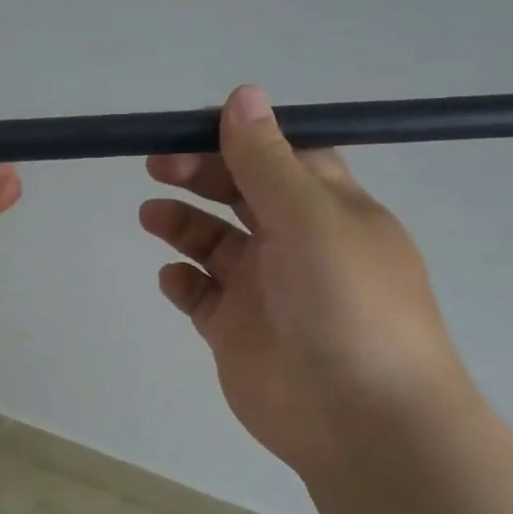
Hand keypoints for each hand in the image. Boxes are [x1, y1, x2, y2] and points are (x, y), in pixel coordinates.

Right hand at [140, 85, 465, 477]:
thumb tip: (243, 94)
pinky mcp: (236, 332)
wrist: (361, 419)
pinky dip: (183, 282)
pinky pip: (201, 296)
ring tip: (151, 215)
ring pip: (214, 243)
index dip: (238, 138)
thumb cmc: (347, 304)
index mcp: (327, 208)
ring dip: (182, 224)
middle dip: (200, 174)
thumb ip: (267, 161)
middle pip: (240, 194)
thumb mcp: (310, 218)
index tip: (191, 128)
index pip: (280, 156)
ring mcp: (264, 289)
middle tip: (158, 166)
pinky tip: (173, 279)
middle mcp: (295, 242)